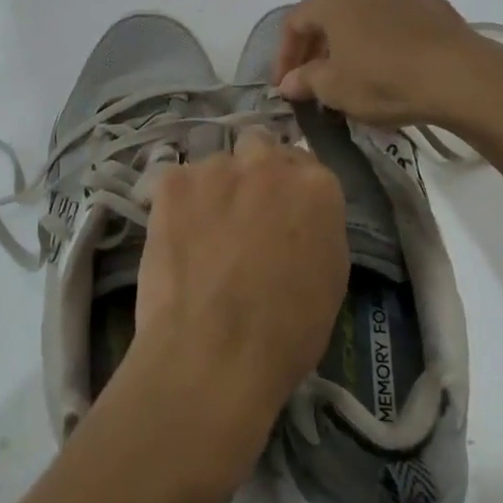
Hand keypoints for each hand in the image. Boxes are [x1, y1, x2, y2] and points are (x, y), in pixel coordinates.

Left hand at [132, 131, 347, 453]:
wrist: (213, 354)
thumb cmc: (286, 333)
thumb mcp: (330, 279)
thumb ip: (317, 228)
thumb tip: (298, 217)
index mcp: (317, 186)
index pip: (306, 167)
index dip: (290, 191)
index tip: (281, 214)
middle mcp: (268, 163)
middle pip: (260, 149)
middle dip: (253, 173)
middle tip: (242, 214)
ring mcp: (216, 168)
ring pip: (216, 165)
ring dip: (214, 188)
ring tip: (202, 233)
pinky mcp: (173, 183)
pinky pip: (177, 181)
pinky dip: (177, 203)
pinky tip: (175, 236)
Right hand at [275, 0, 502, 128]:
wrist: (460, 76)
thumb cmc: (383, 79)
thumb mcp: (334, 88)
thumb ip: (306, 81)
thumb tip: (289, 82)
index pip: (294, 24)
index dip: (284, 57)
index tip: (284, 87)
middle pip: (327, 16)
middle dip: (316, 49)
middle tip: (313, 82)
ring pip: (362, 17)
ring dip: (349, 43)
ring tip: (352, 75)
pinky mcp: (432, 7)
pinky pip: (394, 23)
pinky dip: (383, 42)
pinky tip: (391, 68)